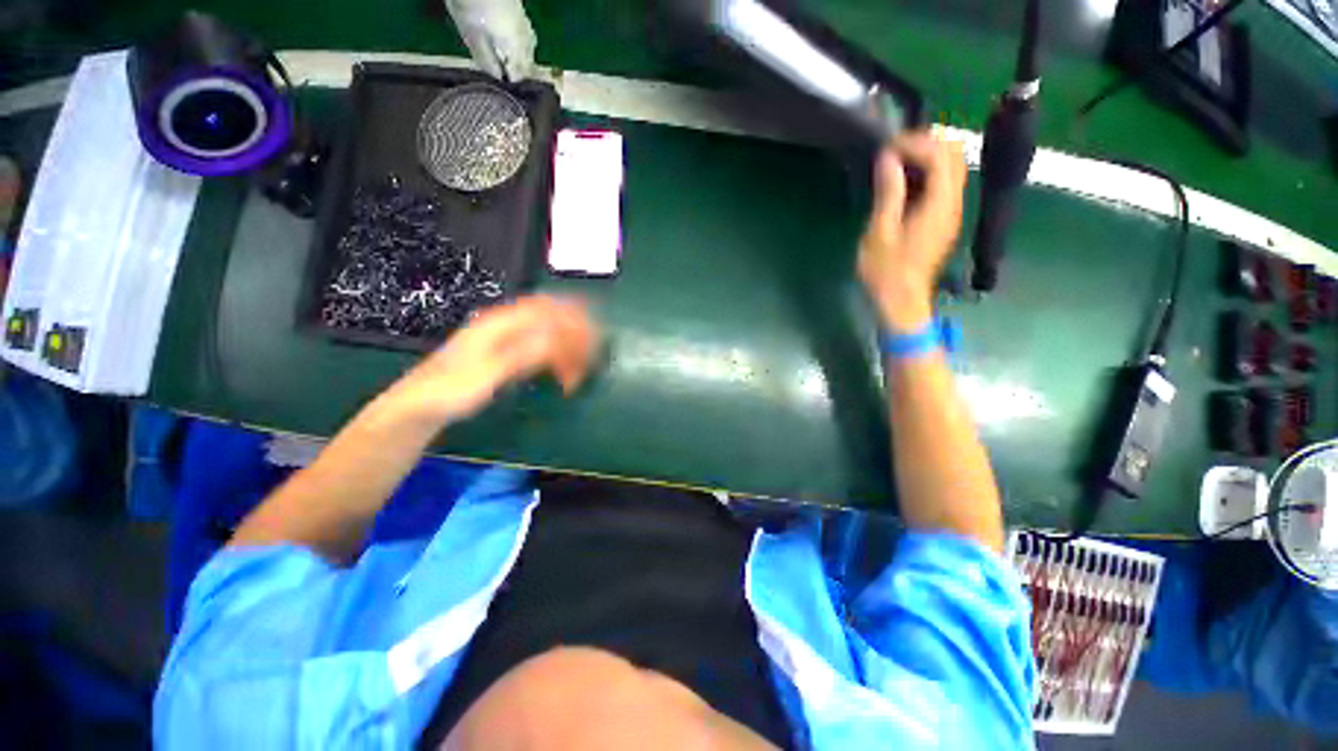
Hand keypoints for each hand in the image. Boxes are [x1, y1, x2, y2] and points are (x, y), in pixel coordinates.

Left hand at [383, 295, 599, 426]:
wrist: (421, 406)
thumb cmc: (450, 391)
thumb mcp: (487, 375)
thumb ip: (521, 355)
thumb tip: (556, 341)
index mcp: (500, 324)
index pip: (546, 309)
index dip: (573, 318)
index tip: (594, 337)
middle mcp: (505, 325)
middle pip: (551, 317)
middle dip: (576, 334)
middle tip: (593, 356)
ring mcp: (505, 338)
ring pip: (548, 333)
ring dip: (568, 349)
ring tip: (578, 373)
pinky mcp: (506, 353)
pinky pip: (540, 347)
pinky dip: (557, 358)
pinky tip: (563, 374)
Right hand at [858, 129, 966, 332]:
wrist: (901, 301)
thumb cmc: (886, 271)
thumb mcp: (880, 232)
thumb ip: (888, 192)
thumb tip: (889, 158)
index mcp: (940, 204)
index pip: (941, 156)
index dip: (915, 143)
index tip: (887, 147)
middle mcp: (953, 203)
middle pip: (954, 156)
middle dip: (926, 144)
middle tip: (893, 152)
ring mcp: (951, 212)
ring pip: (951, 168)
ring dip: (926, 158)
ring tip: (894, 164)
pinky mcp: (944, 220)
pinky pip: (943, 184)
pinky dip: (926, 174)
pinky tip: (902, 184)